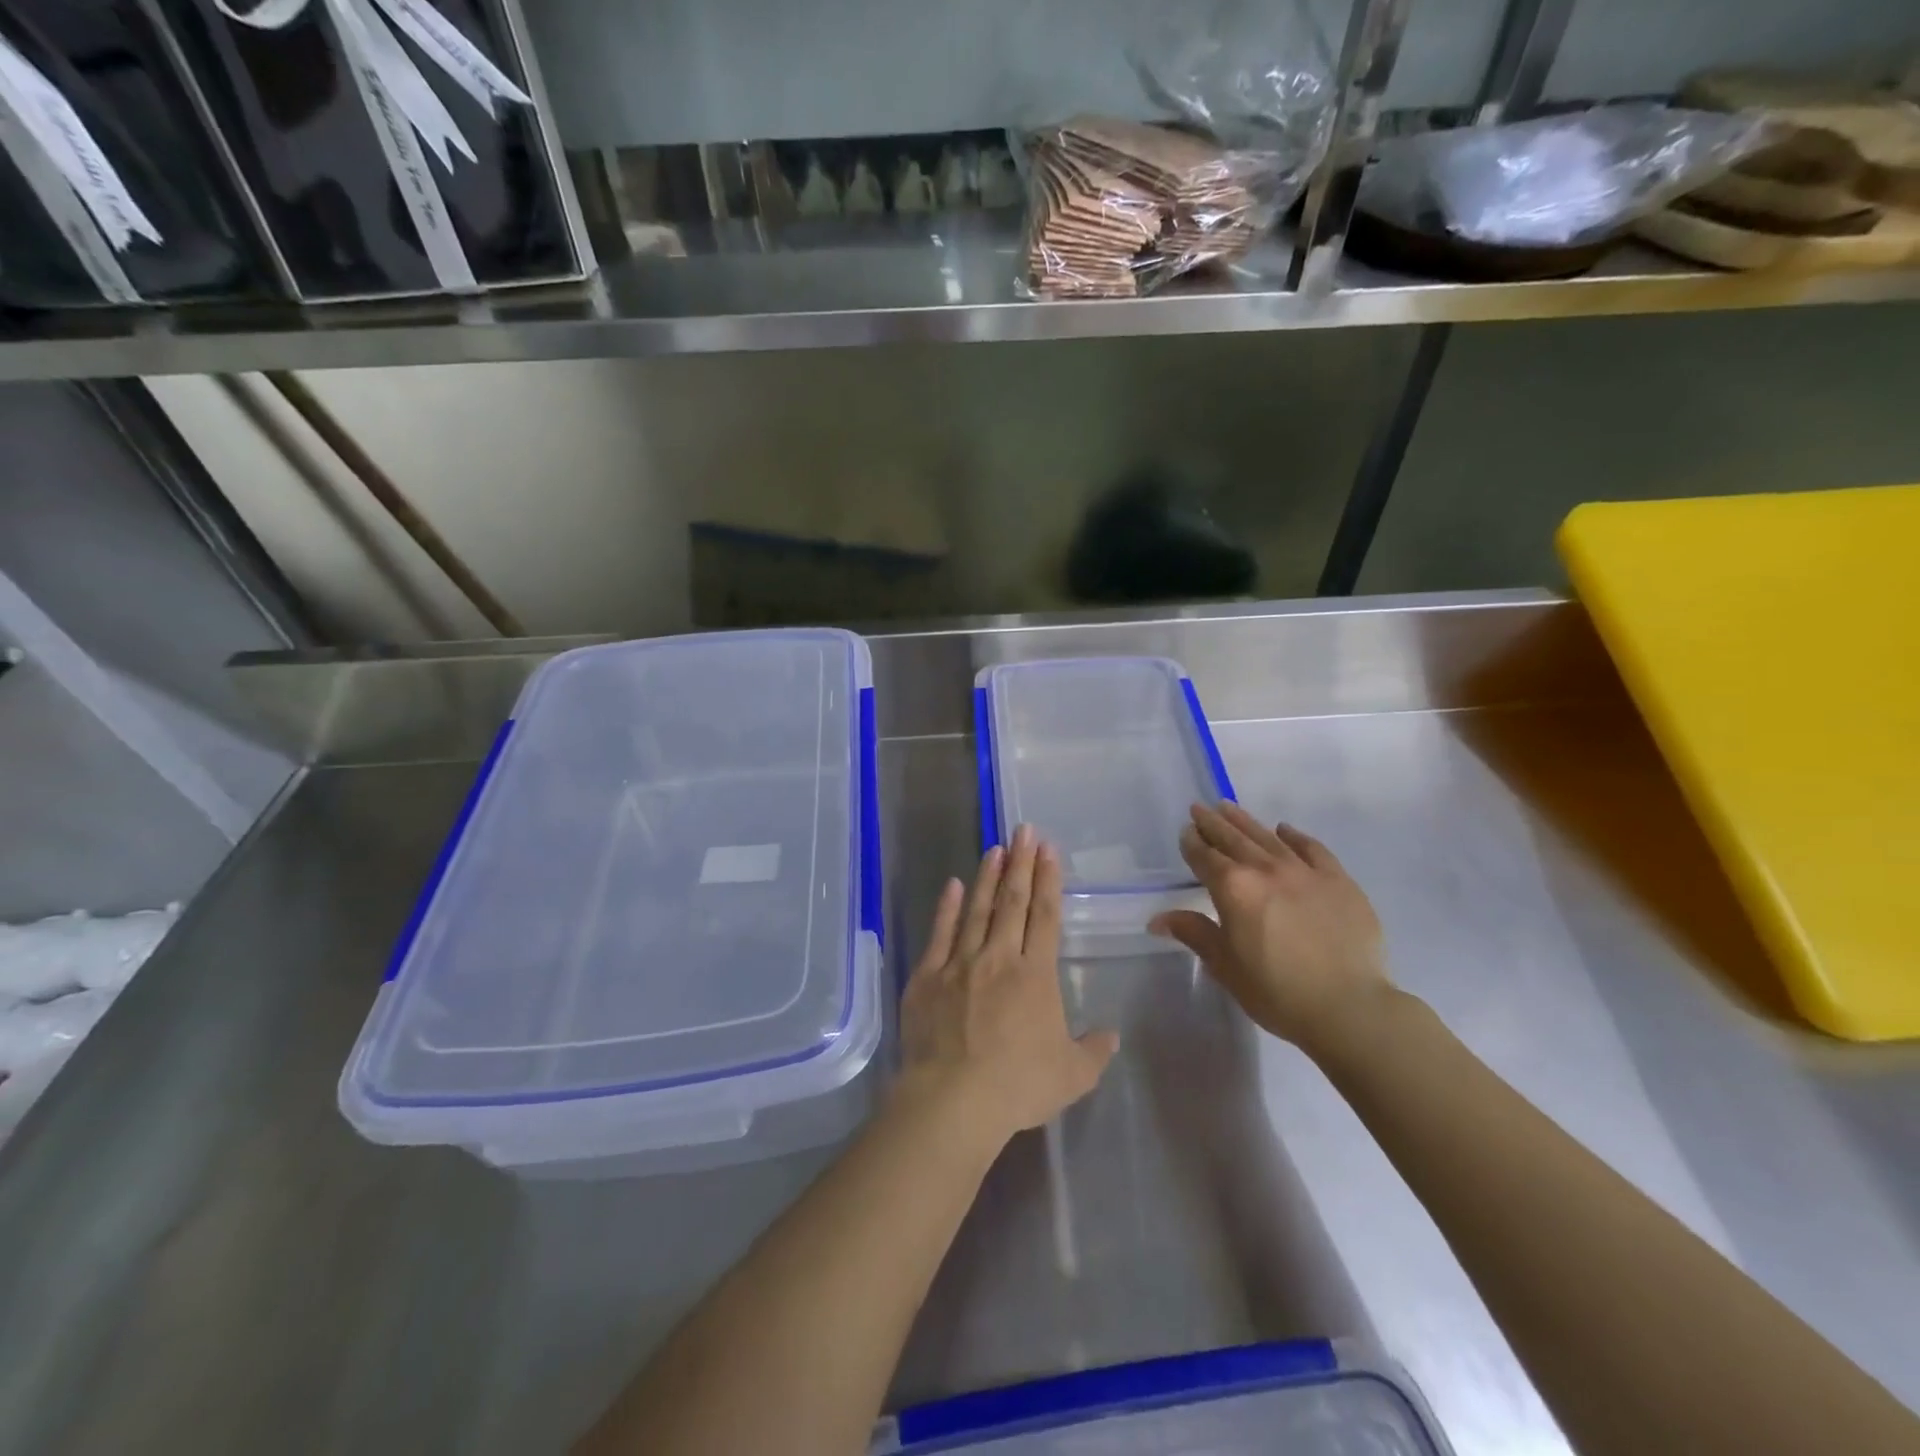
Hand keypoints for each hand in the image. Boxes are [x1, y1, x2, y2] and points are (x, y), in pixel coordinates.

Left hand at [897, 825, 1118, 1149]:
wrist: (953, 1100)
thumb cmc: (1017, 1086)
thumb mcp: (1070, 1076)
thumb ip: (1093, 1052)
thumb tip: (1111, 1035)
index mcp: (1035, 975)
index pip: (1046, 916)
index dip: (1048, 880)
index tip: (1048, 849)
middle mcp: (999, 958)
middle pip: (1013, 902)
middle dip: (1021, 863)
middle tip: (1024, 830)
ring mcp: (960, 963)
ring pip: (977, 910)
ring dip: (988, 876)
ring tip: (995, 848)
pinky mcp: (928, 977)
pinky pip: (940, 934)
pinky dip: (947, 907)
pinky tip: (953, 885)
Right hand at [1150, 803, 1392, 1051]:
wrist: (1349, 1007)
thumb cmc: (1276, 991)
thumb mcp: (1225, 966)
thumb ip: (1194, 933)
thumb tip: (1158, 919)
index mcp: (1233, 888)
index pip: (1205, 857)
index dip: (1192, 843)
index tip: (1185, 831)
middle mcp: (1265, 869)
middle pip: (1233, 838)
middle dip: (1213, 823)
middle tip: (1200, 809)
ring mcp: (1304, 871)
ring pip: (1267, 837)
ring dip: (1245, 821)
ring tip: (1229, 807)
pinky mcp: (1338, 880)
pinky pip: (1312, 848)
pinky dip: (1294, 836)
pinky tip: (1284, 830)